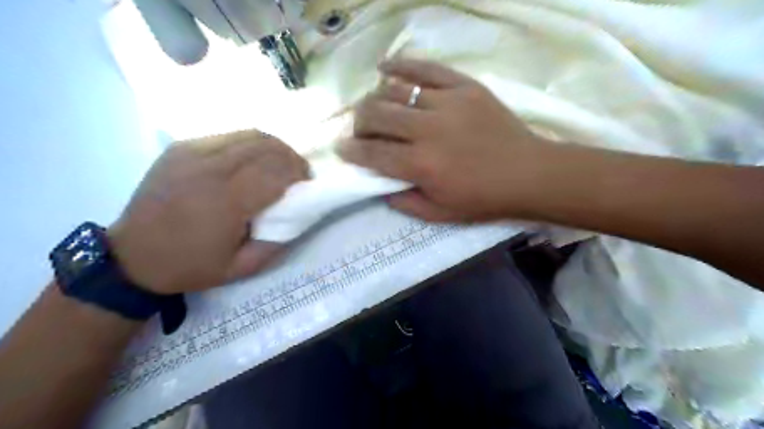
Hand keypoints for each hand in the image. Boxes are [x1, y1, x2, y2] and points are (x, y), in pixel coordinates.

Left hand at [108, 131, 309, 294]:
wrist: (132, 257)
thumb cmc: (191, 266)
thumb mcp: (242, 267)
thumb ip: (277, 241)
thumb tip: (299, 214)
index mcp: (226, 201)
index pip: (276, 171)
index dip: (298, 173)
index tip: (307, 182)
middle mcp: (209, 169)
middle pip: (266, 146)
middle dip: (291, 157)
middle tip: (298, 172)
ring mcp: (191, 153)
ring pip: (249, 135)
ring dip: (273, 147)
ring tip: (279, 164)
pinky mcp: (181, 148)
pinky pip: (228, 136)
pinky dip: (249, 145)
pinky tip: (250, 161)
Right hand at [342, 58, 558, 222]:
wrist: (528, 173)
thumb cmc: (483, 199)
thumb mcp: (440, 215)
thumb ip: (404, 202)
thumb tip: (379, 185)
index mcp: (422, 165)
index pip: (373, 152)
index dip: (351, 149)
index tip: (342, 148)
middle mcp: (428, 130)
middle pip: (376, 114)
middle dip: (359, 122)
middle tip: (361, 130)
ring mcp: (447, 102)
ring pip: (394, 90)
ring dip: (375, 98)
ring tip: (375, 106)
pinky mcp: (464, 86)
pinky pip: (425, 68)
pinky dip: (400, 66)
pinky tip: (384, 68)